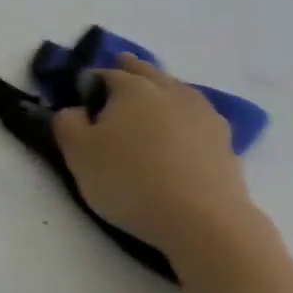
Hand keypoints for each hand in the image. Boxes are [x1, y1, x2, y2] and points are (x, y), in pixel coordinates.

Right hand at [52, 54, 267, 264]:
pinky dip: (183, 118)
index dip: (89, 82)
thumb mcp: (78, 153)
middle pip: (147, 72)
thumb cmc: (130, 180)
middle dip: (130, 70)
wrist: (204, 222)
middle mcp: (170, 92)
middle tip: (119, 70)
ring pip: (177, 91)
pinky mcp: (225, 143)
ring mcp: (203, 116)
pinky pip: (196, 118)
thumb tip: (74, 109)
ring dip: (162, 90)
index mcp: (132, 88)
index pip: (104, 74)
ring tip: (151, 99)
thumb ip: (67, 123)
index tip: (80, 96)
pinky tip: (179, 131)